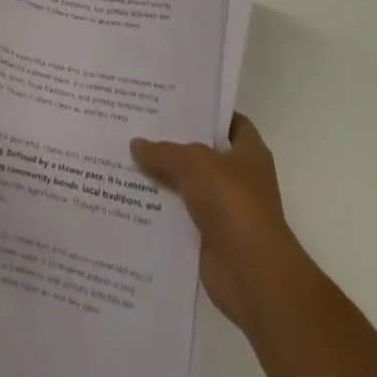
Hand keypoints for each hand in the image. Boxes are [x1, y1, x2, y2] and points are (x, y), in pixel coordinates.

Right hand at [131, 114, 308, 334]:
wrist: (251, 274)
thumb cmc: (233, 203)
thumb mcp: (195, 163)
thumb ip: (164, 152)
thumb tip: (136, 144)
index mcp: (249, 152)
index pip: (229, 121)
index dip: (205, 110)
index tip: (171, 101)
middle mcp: (239, 178)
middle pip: (201, 153)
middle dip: (172, 143)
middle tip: (137, 125)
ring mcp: (224, 210)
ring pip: (186, 186)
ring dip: (161, 178)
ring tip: (124, 158)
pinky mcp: (207, 238)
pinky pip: (178, 217)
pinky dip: (159, 211)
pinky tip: (129, 197)